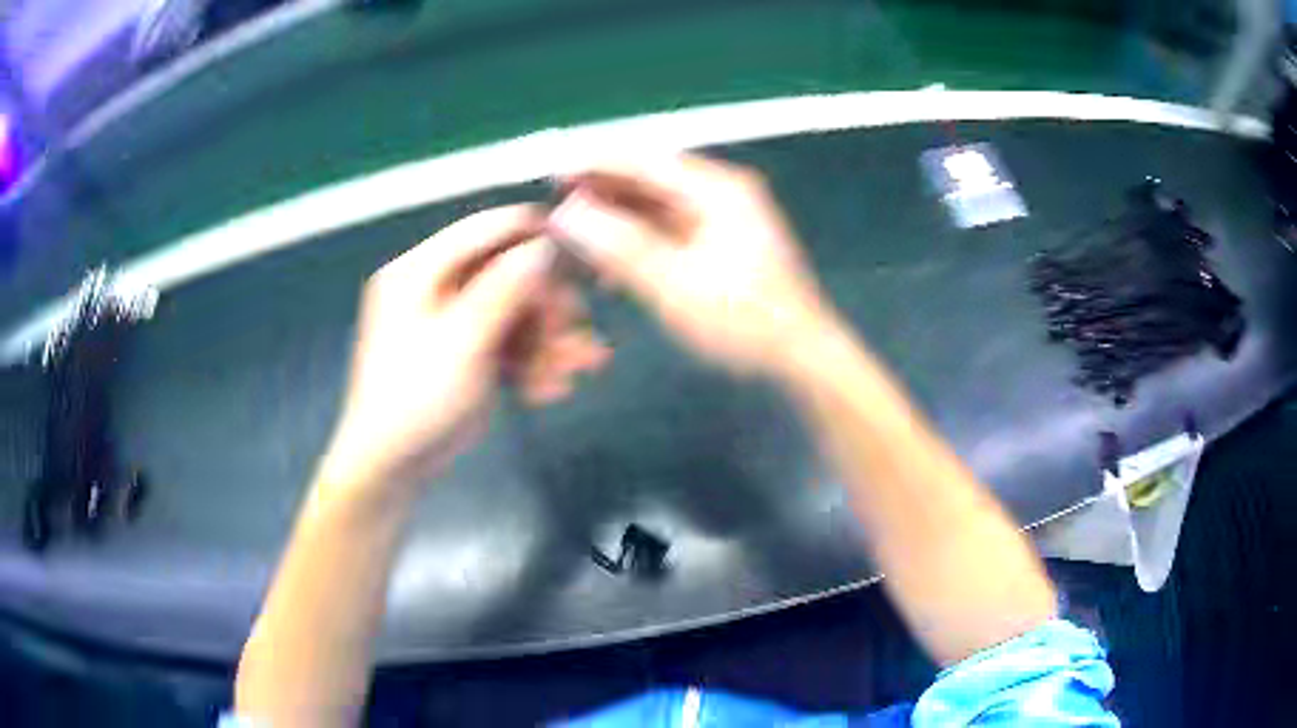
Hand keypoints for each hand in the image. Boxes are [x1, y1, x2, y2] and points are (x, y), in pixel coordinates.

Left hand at [319, 206, 603, 493]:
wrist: (393, 465)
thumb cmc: (416, 397)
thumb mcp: (460, 340)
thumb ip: (504, 289)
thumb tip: (545, 247)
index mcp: (419, 271)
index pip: (482, 231)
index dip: (531, 233)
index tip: (578, 245)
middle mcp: (436, 288)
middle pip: (506, 276)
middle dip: (546, 304)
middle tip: (576, 329)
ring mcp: (453, 323)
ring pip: (514, 314)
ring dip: (549, 340)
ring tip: (583, 364)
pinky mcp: (467, 354)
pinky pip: (508, 345)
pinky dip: (533, 364)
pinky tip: (552, 388)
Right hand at [549, 154, 836, 376]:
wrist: (799, 356)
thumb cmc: (744, 321)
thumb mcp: (676, 284)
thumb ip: (620, 245)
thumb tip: (567, 214)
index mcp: (718, 189)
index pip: (645, 160)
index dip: (595, 162)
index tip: (553, 171)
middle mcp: (721, 192)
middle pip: (649, 178)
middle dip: (602, 190)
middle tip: (557, 205)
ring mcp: (722, 217)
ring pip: (656, 205)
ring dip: (616, 218)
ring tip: (574, 234)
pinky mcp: (719, 243)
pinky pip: (668, 230)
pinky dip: (637, 241)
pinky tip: (609, 264)